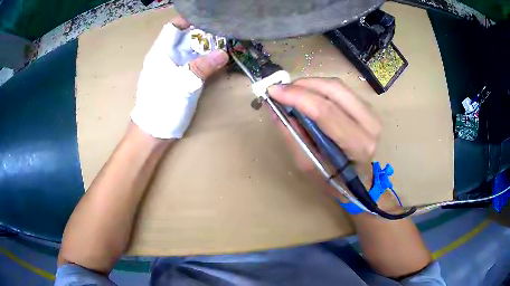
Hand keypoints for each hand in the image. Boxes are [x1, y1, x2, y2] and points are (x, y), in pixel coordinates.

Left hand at [131, 16, 228, 138]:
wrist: (153, 132)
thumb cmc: (161, 106)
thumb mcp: (182, 84)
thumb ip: (202, 67)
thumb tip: (224, 53)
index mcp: (160, 52)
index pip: (173, 27)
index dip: (189, 20)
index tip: (209, 19)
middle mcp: (167, 57)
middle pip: (185, 37)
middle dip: (203, 33)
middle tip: (225, 31)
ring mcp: (173, 69)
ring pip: (191, 51)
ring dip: (206, 47)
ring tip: (226, 43)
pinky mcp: (179, 80)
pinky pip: (193, 64)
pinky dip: (205, 61)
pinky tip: (218, 61)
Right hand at [268, 78, 381, 197]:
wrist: (359, 180)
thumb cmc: (334, 180)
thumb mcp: (308, 166)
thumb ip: (292, 136)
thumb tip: (275, 108)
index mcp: (358, 145)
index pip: (326, 111)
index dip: (297, 97)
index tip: (273, 91)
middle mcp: (370, 124)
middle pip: (334, 89)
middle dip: (303, 85)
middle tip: (280, 89)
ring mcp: (372, 112)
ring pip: (337, 85)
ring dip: (310, 84)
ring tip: (291, 92)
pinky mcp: (367, 107)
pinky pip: (340, 89)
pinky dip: (320, 87)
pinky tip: (307, 94)